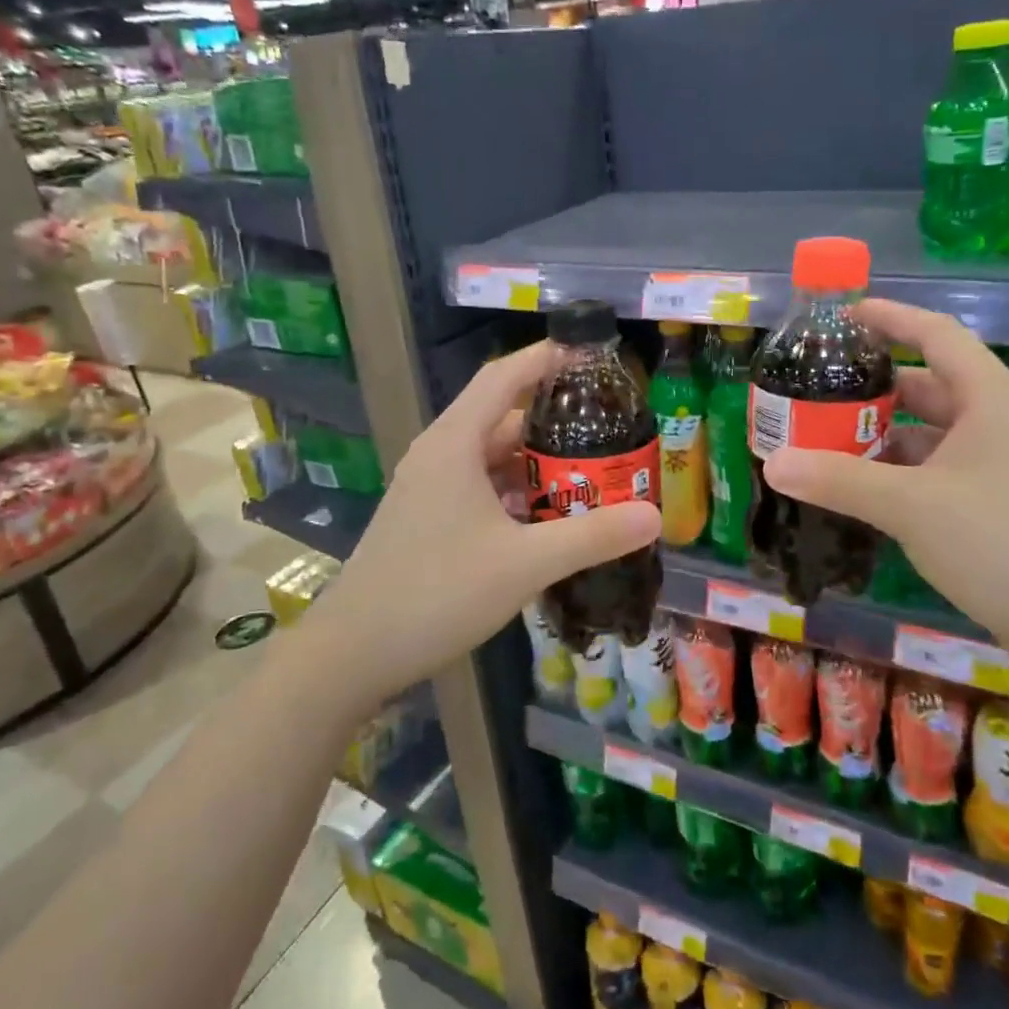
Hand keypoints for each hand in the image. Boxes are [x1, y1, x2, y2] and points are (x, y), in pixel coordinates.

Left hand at [304, 341, 660, 707]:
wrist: (354, 652)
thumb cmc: (438, 593)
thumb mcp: (526, 563)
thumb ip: (592, 536)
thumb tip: (654, 516)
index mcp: (454, 443)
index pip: (504, 377)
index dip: (546, 358)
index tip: (590, 355)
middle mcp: (438, 455)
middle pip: (501, 417)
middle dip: (553, 421)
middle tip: (607, 429)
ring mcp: (427, 488)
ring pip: (490, 457)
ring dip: (535, 463)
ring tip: (587, 473)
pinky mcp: (424, 518)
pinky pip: (477, 487)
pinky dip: (513, 492)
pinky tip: (544, 519)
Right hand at [761, 299, 1008, 658]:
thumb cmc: (1003, 544)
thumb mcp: (911, 506)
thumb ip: (838, 480)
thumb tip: (773, 464)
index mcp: (992, 398)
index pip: (937, 334)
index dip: (891, 318)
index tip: (844, 316)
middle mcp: (1003, 420)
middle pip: (931, 383)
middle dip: (874, 384)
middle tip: (819, 388)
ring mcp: (1007, 462)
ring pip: (934, 430)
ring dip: (885, 432)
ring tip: (828, 439)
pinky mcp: (1004, 499)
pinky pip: (942, 465)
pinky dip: (903, 468)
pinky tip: (866, 487)